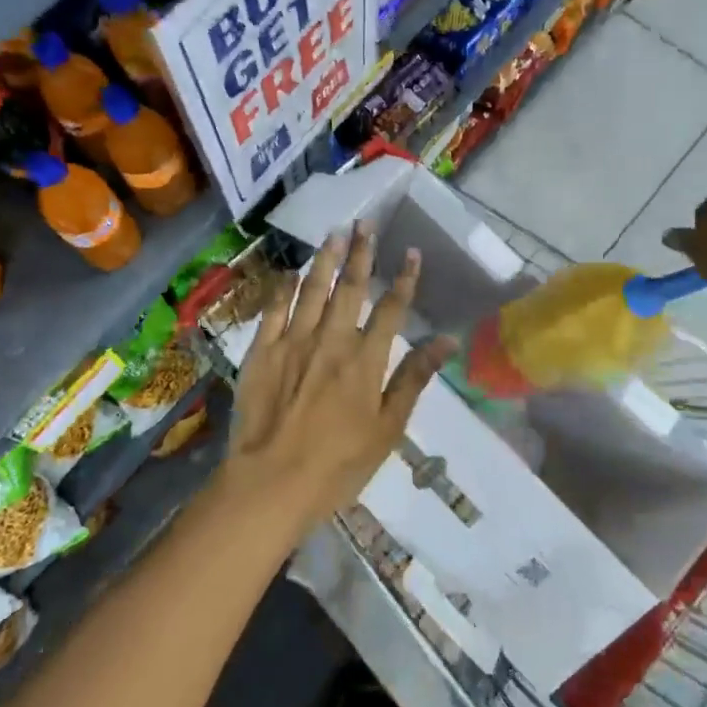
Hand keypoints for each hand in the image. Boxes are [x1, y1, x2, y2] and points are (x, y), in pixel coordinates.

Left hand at [223, 222, 454, 529]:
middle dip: (361, 254)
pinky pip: (274, 310)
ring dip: (325, 259)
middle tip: (366, 224)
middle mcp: (331, 340)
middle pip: (350, 288)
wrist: (271, 482)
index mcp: (365, 360)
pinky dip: (284, 287)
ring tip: (334, 232)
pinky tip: (291, 271)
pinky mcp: (261, 351)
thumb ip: (414, 379)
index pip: (391, 309)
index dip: (403, 279)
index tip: (410, 252)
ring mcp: (292, 342)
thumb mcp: (388, 428)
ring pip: (312, 289)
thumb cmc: (338, 464)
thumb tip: (446, 341)